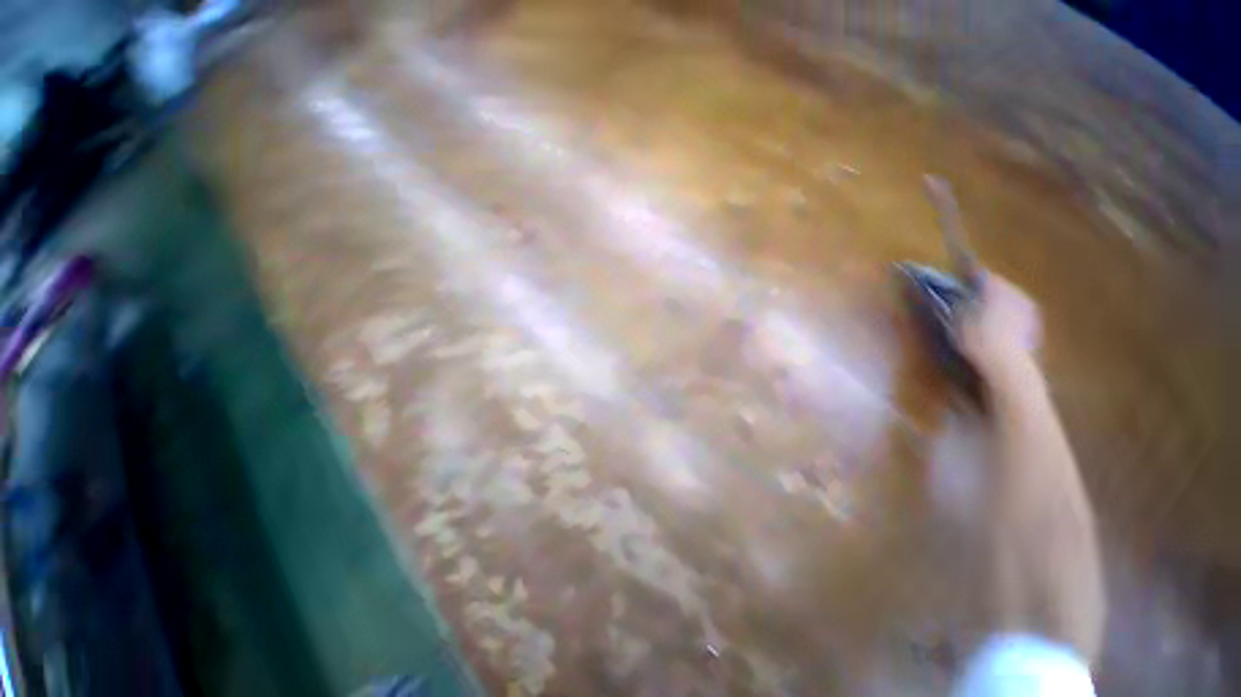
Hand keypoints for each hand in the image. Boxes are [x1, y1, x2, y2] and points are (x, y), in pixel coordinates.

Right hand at [957, 272, 1040, 372]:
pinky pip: (1018, 315)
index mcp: (998, 288)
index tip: (960, 276)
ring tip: (985, 314)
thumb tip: (959, 296)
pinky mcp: (1035, 327)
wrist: (1008, 366)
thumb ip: (960, 304)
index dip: (970, 275)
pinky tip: (998, 329)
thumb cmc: (979, 340)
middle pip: (1000, 287)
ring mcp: (1030, 311)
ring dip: (998, 304)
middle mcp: (1017, 294)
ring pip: (1011, 300)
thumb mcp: (958, 320)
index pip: (983, 275)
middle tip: (972, 297)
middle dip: (986, 291)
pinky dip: (1007, 318)